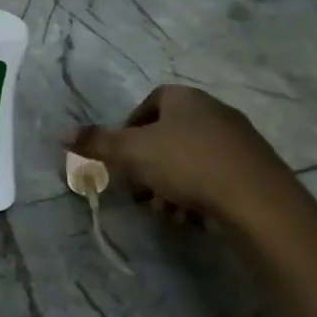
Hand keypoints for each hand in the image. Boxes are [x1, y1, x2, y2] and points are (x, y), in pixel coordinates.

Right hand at [65, 84, 296, 230]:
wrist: (257, 201)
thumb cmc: (187, 165)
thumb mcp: (131, 152)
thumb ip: (96, 142)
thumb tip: (59, 132)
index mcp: (186, 98)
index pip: (150, 102)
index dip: (130, 128)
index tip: (121, 156)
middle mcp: (214, 112)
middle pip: (168, 137)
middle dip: (148, 167)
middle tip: (138, 192)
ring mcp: (238, 141)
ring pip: (189, 161)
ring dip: (170, 186)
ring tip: (165, 212)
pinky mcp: (254, 171)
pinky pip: (214, 178)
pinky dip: (197, 196)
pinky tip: (191, 218)